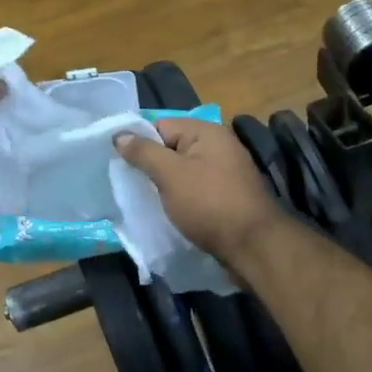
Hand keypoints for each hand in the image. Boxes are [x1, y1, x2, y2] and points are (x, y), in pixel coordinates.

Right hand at [114, 119, 285, 264]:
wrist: (252, 245)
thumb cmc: (209, 204)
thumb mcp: (170, 175)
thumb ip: (144, 152)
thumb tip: (119, 134)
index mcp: (207, 133)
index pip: (162, 125)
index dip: (141, 143)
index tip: (123, 165)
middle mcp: (219, 146)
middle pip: (173, 148)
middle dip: (153, 165)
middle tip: (133, 186)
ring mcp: (226, 172)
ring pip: (184, 171)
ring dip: (166, 185)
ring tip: (148, 200)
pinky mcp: (228, 196)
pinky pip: (196, 189)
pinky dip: (182, 198)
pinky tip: (171, 211)